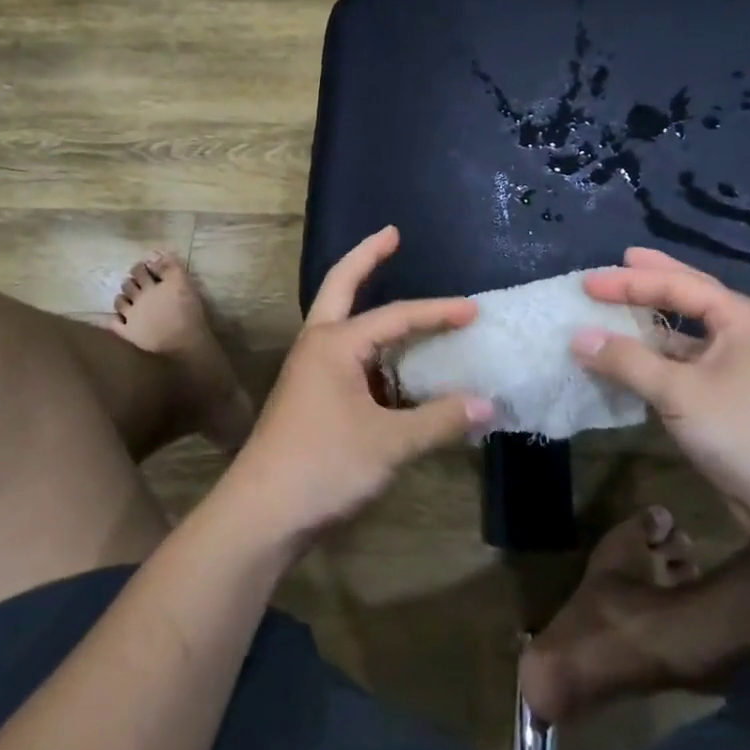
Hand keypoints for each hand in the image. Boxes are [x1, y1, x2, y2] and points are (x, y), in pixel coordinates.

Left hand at [218, 227, 491, 548]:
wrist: (260, 514)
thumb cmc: (322, 466)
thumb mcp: (389, 444)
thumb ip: (439, 421)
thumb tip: (488, 404)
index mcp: (334, 344)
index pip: (396, 316)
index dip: (438, 312)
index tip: (474, 310)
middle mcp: (318, 345)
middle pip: (340, 285)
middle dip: (367, 256)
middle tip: (392, 234)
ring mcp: (310, 371)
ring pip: (343, 323)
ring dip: (369, 305)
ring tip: (407, 305)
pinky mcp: (311, 397)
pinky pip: (348, 359)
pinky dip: (374, 353)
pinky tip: (397, 368)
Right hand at [574, 248, 749, 536]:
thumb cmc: (745, 432)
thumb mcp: (678, 393)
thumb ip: (626, 360)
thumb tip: (578, 337)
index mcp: (742, 317)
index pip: (678, 285)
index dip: (628, 282)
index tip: (587, 283)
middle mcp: (745, 332)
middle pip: (690, 296)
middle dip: (653, 280)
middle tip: (621, 259)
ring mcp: (741, 365)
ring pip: (688, 333)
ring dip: (652, 323)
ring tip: (617, 308)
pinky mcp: (733, 396)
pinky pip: (687, 363)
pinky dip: (658, 357)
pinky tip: (632, 359)